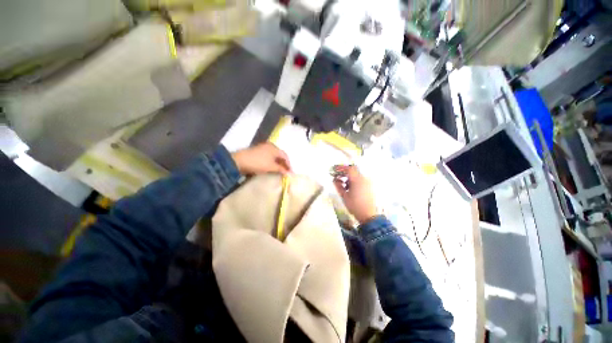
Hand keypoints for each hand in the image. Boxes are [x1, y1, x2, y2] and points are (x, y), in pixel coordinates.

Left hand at [231, 142, 291, 175]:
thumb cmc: (258, 163)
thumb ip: (281, 169)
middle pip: (280, 156)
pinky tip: (272, 168)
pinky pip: (268, 157)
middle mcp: (270, 146)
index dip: (289, 165)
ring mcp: (263, 148)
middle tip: (286, 173)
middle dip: (283, 164)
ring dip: (278, 164)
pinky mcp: (257, 152)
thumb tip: (290, 174)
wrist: (239, 161)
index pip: (285, 156)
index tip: (290, 173)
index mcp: (274, 148)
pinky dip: (272, 163)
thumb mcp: (271, 167)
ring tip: (279, 172)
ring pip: (274, 157)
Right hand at [333, 165, 376, 223]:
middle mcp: (363, 179)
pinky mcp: (369, 186)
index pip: (349, 169)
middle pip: (353, 170)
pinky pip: (360, 179)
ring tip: (342, 183)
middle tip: (337, 175)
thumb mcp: (344, 196)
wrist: (368, 215)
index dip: (340, 168)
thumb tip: (334, 179)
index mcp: (357, 180)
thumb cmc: (354, 206)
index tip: (334, 169)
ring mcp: (367, 182)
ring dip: (348, 176)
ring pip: (356, 174)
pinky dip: (353, 180)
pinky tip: (348, 187)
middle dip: (344, 171)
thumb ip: (338, 186)